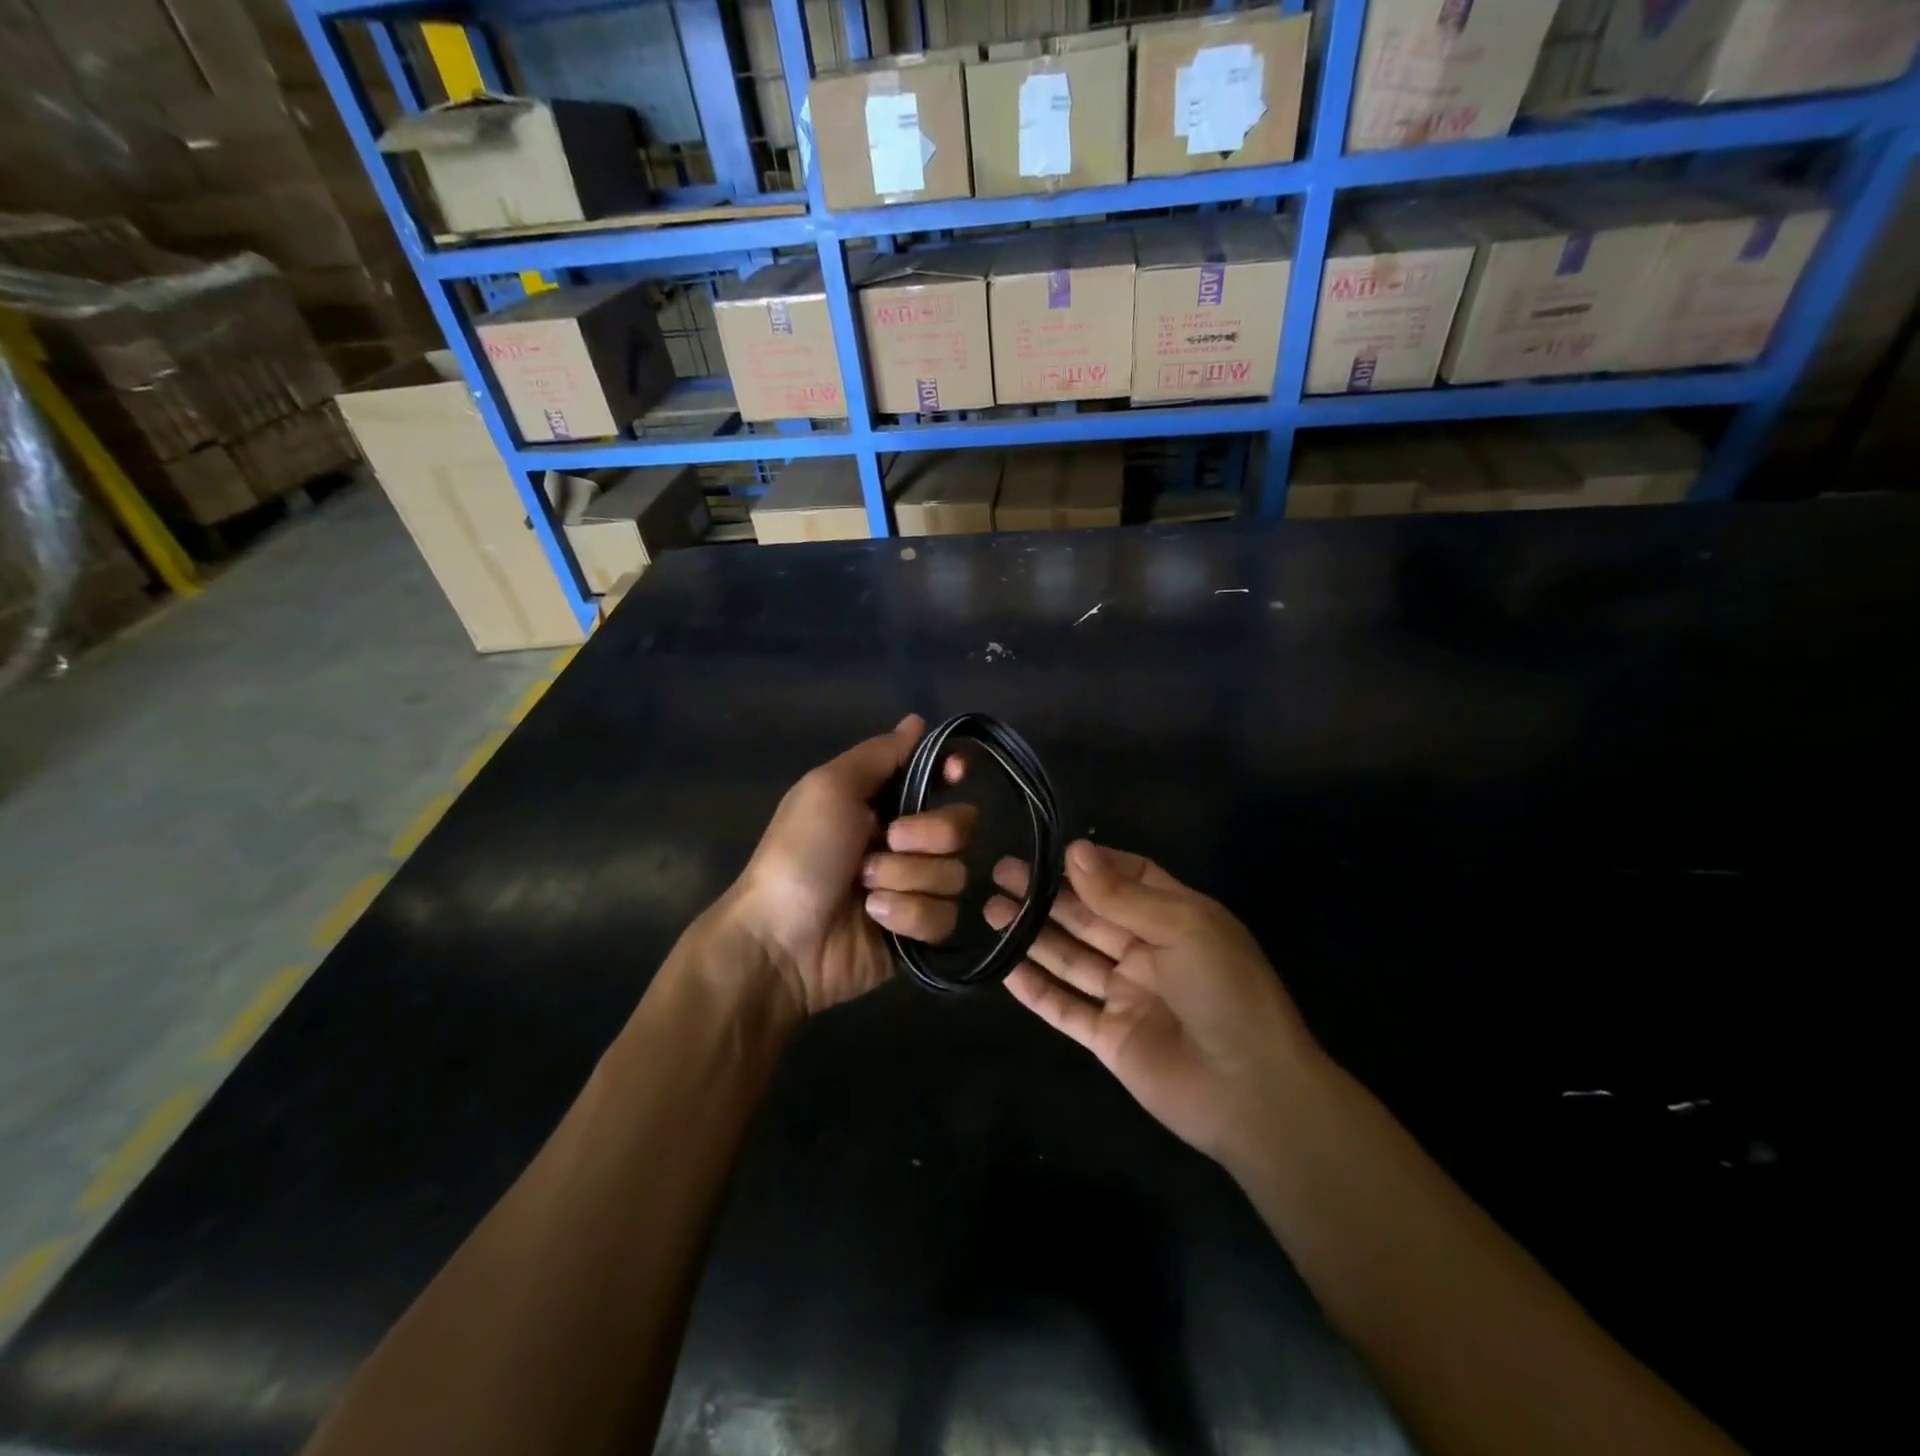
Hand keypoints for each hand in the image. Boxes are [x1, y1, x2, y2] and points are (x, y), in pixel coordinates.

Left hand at [724, 715, 973, 1018]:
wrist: (782, 939)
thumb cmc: (802, 853)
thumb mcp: (830, 788)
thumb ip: (879, 754)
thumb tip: (917, 721)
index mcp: (882, 803)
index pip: (937, 778)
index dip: (951, 772)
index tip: (955, 772)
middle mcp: (904, 842)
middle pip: (960, 826)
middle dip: (926, 835)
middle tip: (886, 842)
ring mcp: (914, 888)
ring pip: (954, 874)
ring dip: (906, 879)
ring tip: (865, 890)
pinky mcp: (919, 931)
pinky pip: (944, 916)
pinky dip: (907, 915)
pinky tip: (875, 920)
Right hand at [987, 840, 1320, 1166]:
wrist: (1251, 1093)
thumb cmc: (1226, 992)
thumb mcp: (1182, 928)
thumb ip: (1122, 894)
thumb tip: (1075, 850)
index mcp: (1176, 919)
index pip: (1129, 878)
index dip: (1092, 864)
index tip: (1050, 850)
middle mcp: (1148, 951)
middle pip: (1089, 915)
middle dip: (1048, 894)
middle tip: (1002, 873)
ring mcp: (1126, 995)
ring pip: (1070, 957)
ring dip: (1033, 934)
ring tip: (991, 908)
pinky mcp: (1108, 1036)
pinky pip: (1064, 1007)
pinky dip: (1035, 988)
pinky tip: (1004, 966)